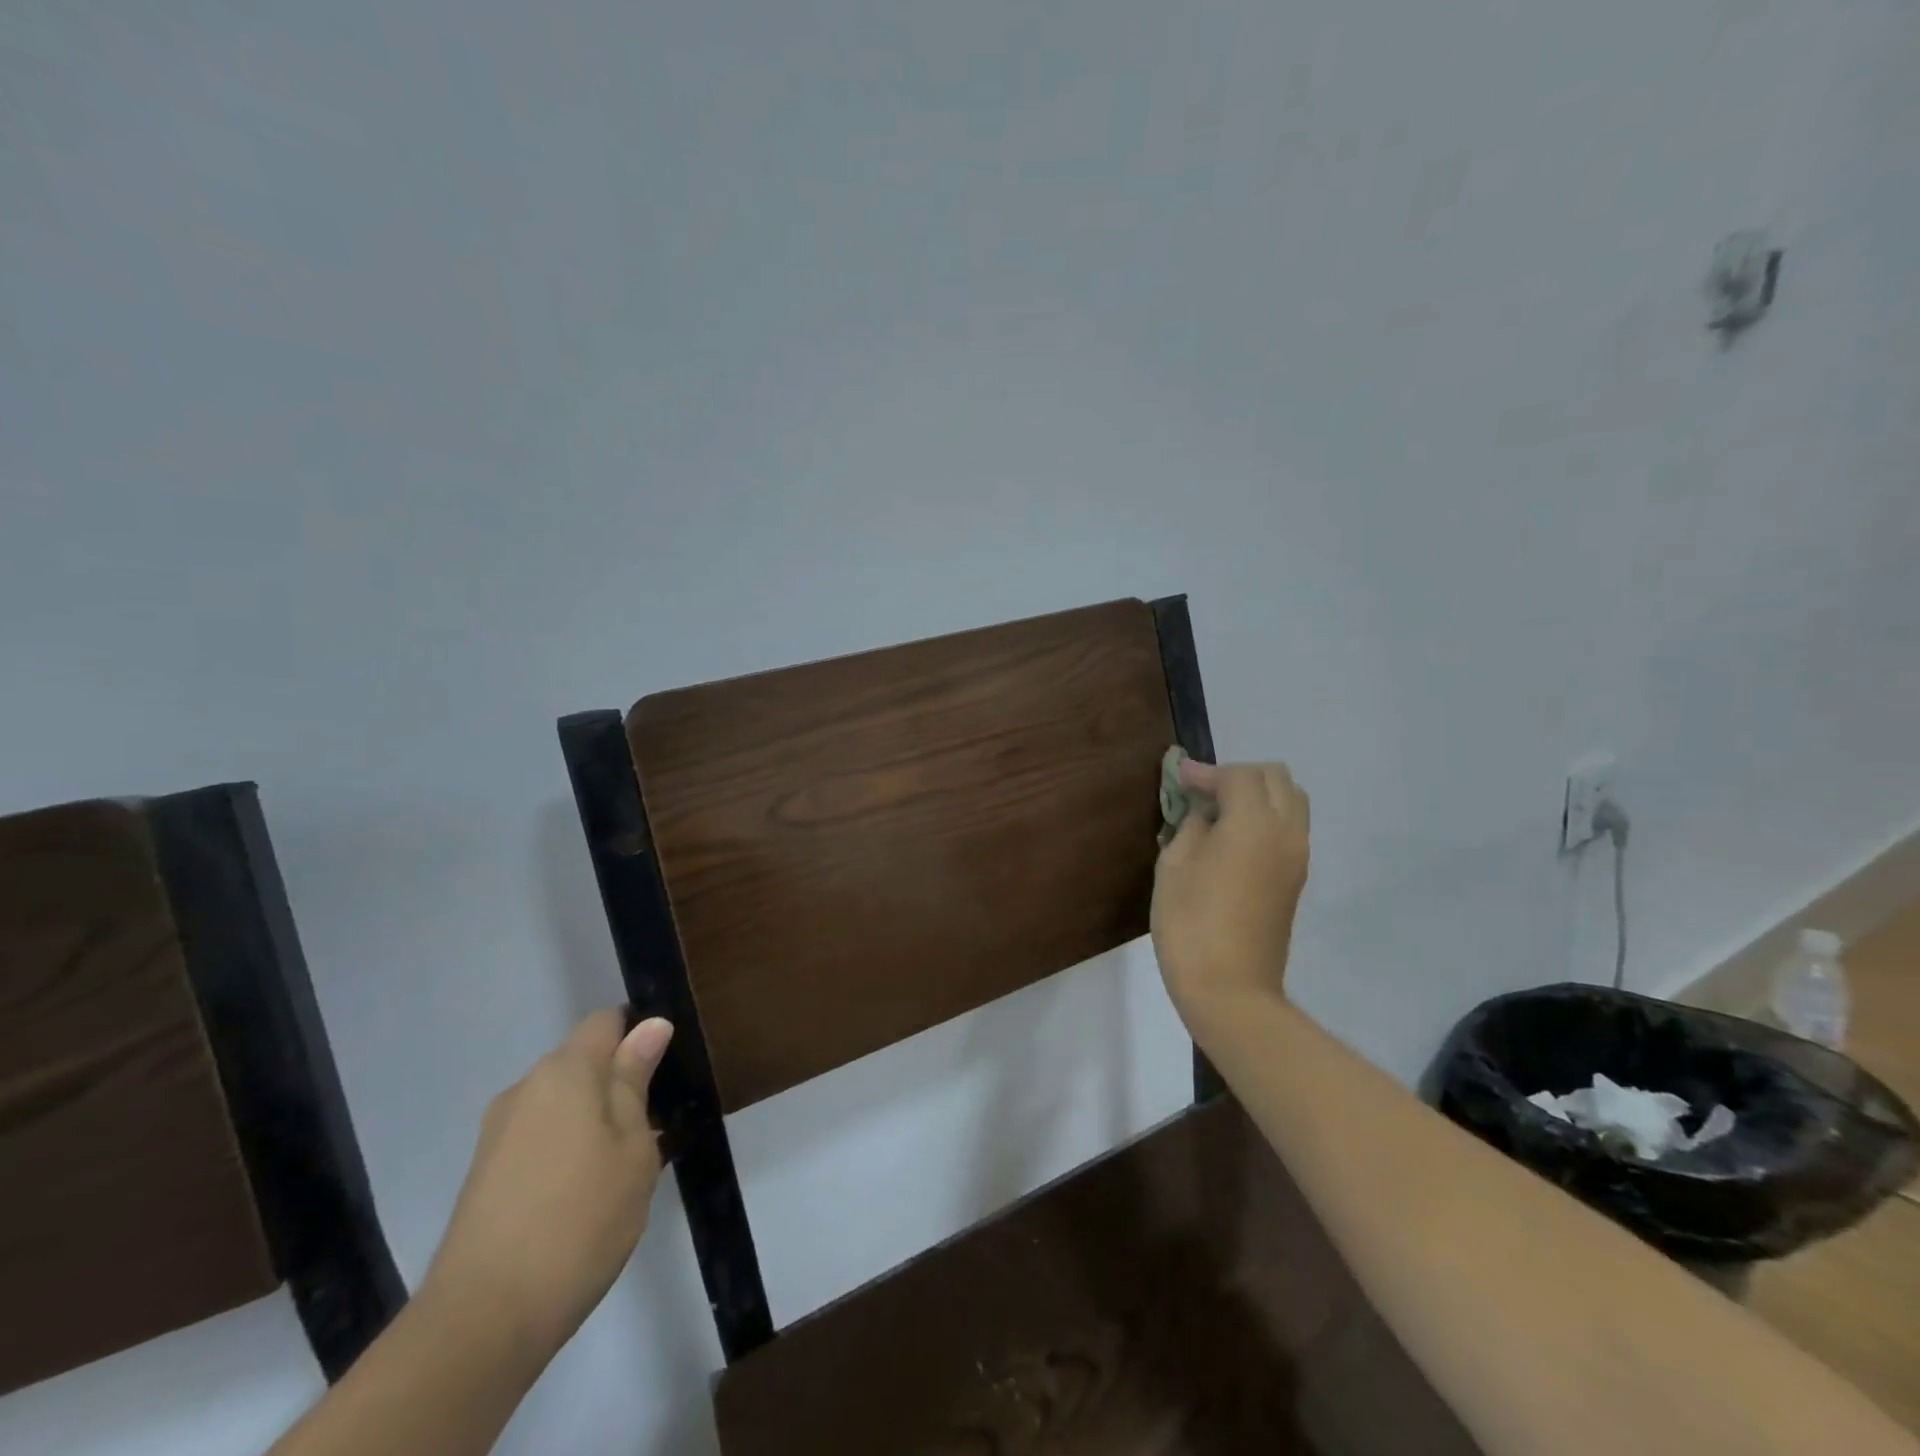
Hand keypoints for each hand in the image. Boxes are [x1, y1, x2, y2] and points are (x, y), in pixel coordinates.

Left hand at [420, 1011, 672, 1361]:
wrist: (482, 1322)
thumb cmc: (580, 1219)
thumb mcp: (633, 1146)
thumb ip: (636, 1080)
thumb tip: (651, 1025)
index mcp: (565, 1071)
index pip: (608, 1021)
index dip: (641, 1034)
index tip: (667, 1071)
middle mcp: (525, 1088)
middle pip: (583, 1061)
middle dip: (620, 1083)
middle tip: (656, 1128)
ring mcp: (498, 1133)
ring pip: (562, 1103)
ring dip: (595, 1120)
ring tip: (623, 1170)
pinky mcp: (484, 1174)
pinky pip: (539, 1137)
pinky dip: (567, 1149)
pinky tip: (585, 1196)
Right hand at [1151, 760, 1310, 1020]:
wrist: (1230, 990)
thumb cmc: (1191, 924)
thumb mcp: (1175, 866)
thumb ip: (1191, 827)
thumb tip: (1203, 815)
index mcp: (1254, 823)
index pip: (1238, 775)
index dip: (1205, 772)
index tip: (1178, 777)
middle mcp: (1286, 832)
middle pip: (1276, 778)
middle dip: (1238, 775)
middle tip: (1202, 792)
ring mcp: (1297, 857)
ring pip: (1290, 801)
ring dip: (1257, 794)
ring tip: (1218, 813)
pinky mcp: (1296, 879)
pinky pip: (1288, 828)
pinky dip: (1264, 817)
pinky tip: (1231, 838)